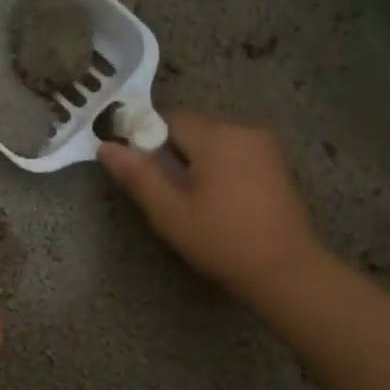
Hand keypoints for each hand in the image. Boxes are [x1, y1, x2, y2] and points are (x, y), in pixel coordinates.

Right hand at [98, 110, 322, 305]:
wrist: (284, 270)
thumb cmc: (220, 239)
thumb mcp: (169, 211)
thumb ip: (136, 175)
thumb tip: (105, 147)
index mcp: (216, 136)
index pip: (169, 120)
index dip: (148, 142)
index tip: (143, 174)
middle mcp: (243, 130)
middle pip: (193, 130)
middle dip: (173, 154)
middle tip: (166, 194)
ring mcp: (265, 147)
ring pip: (215, 142)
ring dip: (196, 163)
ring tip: (191, 202)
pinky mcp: (276, 166)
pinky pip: (235, 154)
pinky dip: (219, 170)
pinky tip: (218, 203)